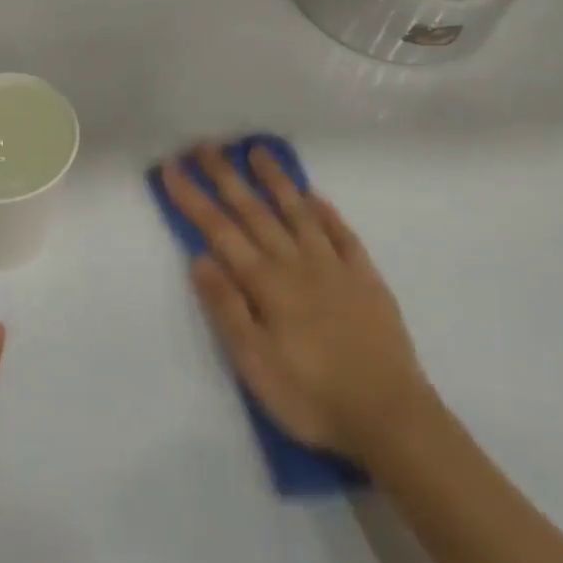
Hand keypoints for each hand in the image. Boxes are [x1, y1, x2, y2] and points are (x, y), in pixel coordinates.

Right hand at [161, 144, 432, 463]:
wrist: (390, 417)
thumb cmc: (311, 396)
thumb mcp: (255, 364)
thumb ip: (228, 308)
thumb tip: (200, 258)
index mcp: (267, 284)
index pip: (220, 231)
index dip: (194, 198)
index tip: (172, 168)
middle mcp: (298, 264)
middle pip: (255, 212)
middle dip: (227, 177)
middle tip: (207, 145)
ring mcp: (335, 268)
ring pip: (299, 213)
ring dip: (276, 181)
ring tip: (258, 151)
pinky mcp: (366, 280)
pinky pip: (342, 235)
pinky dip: (326, 212)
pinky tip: (314, 196)